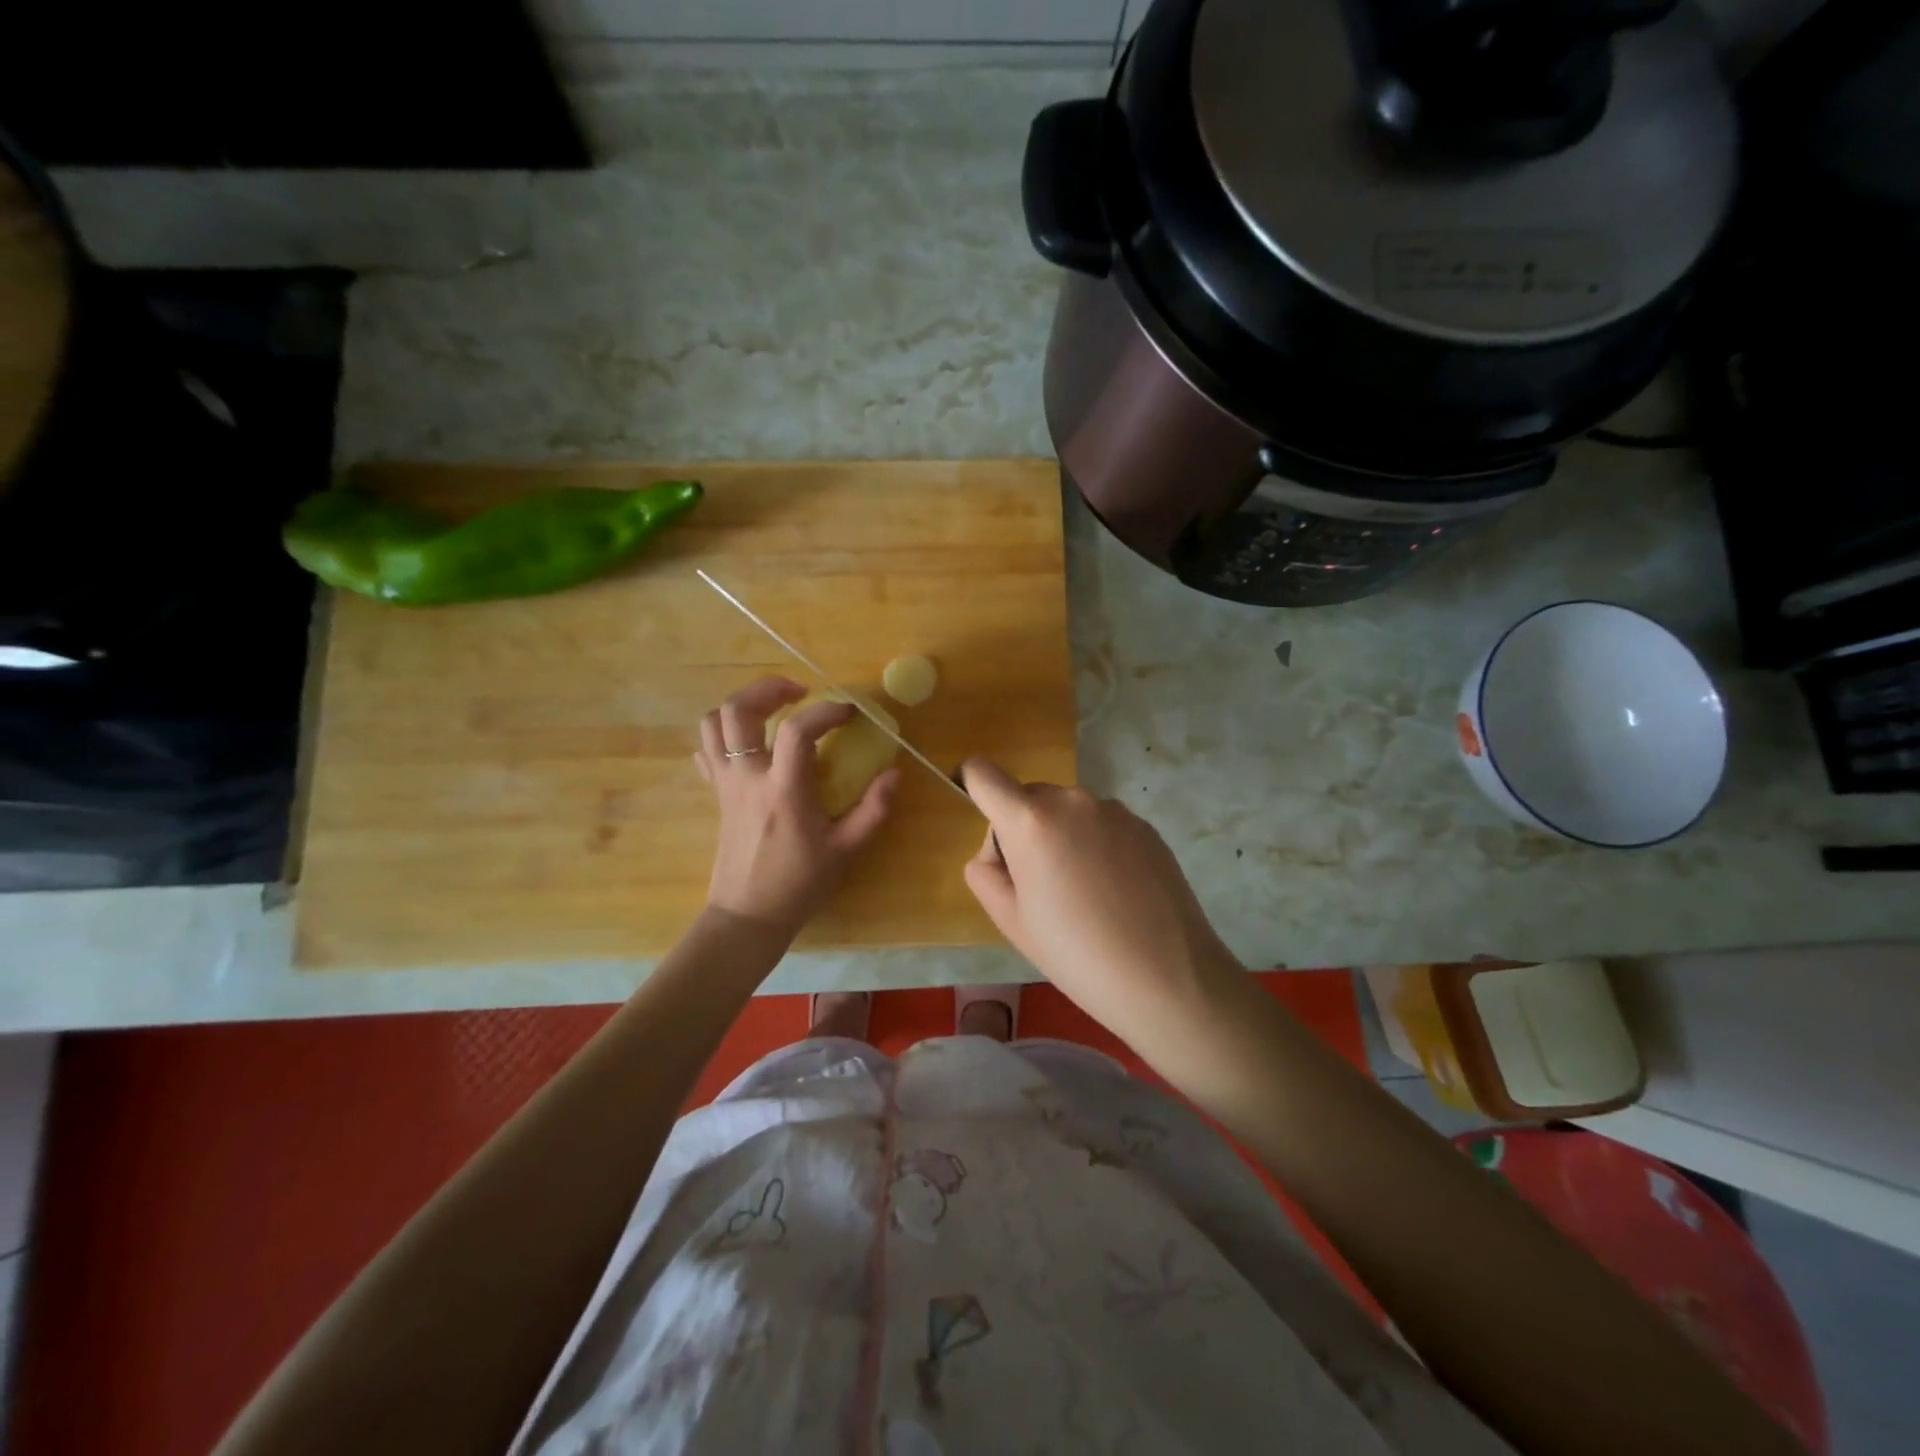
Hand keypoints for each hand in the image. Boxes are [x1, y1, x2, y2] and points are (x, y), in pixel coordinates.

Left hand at [695, 677, 899, 938]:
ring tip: (772, 709)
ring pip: (712, 724)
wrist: (748, 916)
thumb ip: (873, 810)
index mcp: (783, 790)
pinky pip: (707, 751)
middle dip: (767, 689)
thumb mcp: (845, 850)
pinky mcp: (717, 794)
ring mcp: (726, 784)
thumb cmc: (798, 885)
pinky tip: (750, 742)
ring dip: (741, 705)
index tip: (849, 713)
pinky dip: (724, 735)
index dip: (826, 711)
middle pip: (736, 710)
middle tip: (799, 692)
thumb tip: (894, 774)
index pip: (798, 730)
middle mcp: (748, 778)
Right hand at [958, 758, 1243, 1056]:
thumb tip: (997, 852)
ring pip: (1068, 813)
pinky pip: (1102, 825)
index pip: (982, 773)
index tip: (984, 823)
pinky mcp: (1145, 826)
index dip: (972, 787)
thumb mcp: (1011, 922)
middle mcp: (1072, 800)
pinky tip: (1116, 893)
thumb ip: (985, 872)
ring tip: (1086, 896)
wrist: (1168, 978)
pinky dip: (1097, 846)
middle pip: (1028, 798)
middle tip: (1042, 888)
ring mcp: (1114, 810)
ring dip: (1063, 838)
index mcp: (1030, 820)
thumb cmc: (1076, 954)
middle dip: (1023, 831)